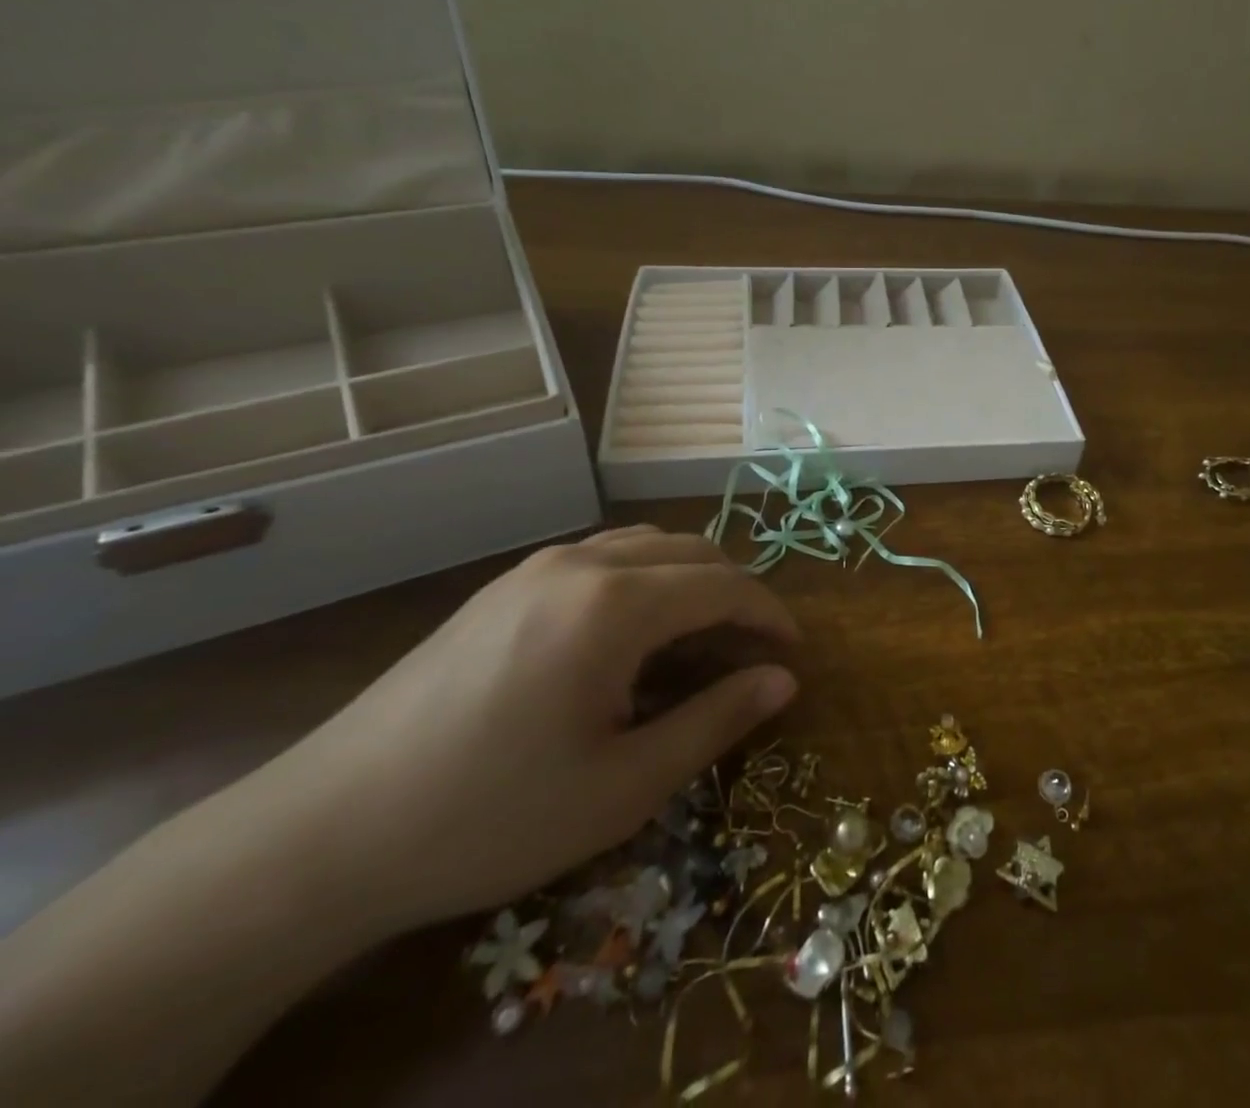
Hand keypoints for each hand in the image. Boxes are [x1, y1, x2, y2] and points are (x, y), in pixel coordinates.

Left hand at [243, 525, 798, 936]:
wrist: (324, 833)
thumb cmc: (491, 816)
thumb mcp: (623, 786)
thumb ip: (715, 721)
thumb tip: (783, 681)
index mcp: (615, 605)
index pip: (725, 584)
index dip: (770, 614)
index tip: (795, 652)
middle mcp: (581, 564)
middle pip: (691, 551)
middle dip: (736, 593)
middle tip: (753, 653)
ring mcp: (536, 568)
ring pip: (645, 546)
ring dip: (690, 581)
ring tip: (700, 641)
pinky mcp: (503, 587)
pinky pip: (601, 559)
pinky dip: (644, 581)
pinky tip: (631, 638)